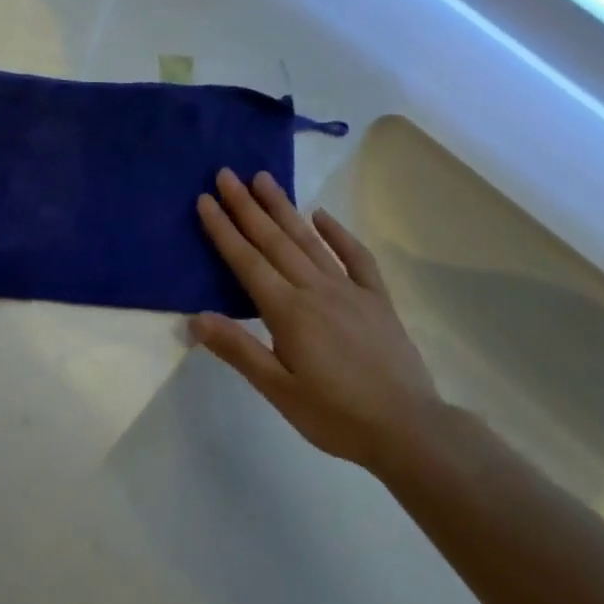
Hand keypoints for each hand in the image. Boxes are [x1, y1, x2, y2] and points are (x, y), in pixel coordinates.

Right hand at [192, 169, 441, 473]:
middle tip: (227, 174)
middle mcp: (315, 289)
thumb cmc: (335, 415)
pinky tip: (322, 215)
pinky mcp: (376, 299)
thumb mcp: (278, 390)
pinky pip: (356, 257)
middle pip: (274, 240)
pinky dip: (338, 233)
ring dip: (284, 208)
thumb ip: (238, 349)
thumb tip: (195, 318)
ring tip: (264, 179)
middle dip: (247, 206)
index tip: (206, 199)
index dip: (223, 229)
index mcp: (288, 311)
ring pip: (309, 240)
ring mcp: (349, 290)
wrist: (409, 430)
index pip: (247, 261)